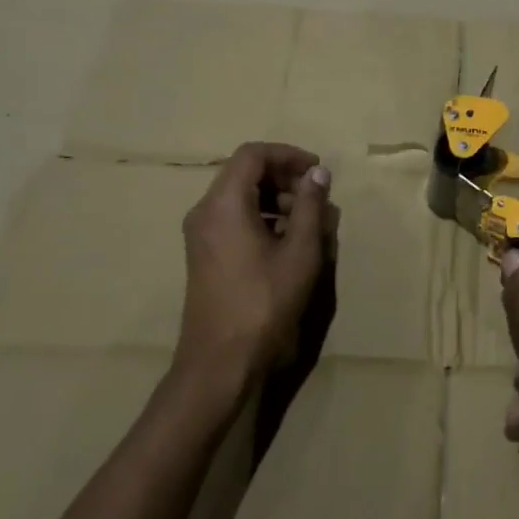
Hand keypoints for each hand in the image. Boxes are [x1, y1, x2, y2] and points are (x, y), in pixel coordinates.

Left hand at [178, 142, 331, 390]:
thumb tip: (318, 173)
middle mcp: (205, 212)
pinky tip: (286, 242)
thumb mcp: (299, 252)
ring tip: (307, 222)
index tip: (317, 171)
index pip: (253, 154)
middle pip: (244, 172)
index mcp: (224, 204)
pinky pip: (233, 218)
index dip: (288, 155)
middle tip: (315, 197)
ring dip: (275, 198)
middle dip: (283, 176)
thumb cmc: (264, 303)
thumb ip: (310, 206)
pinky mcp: (204, 255)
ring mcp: (200, 235)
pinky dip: (261, 217)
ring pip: (239, 196)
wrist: (220, 363)